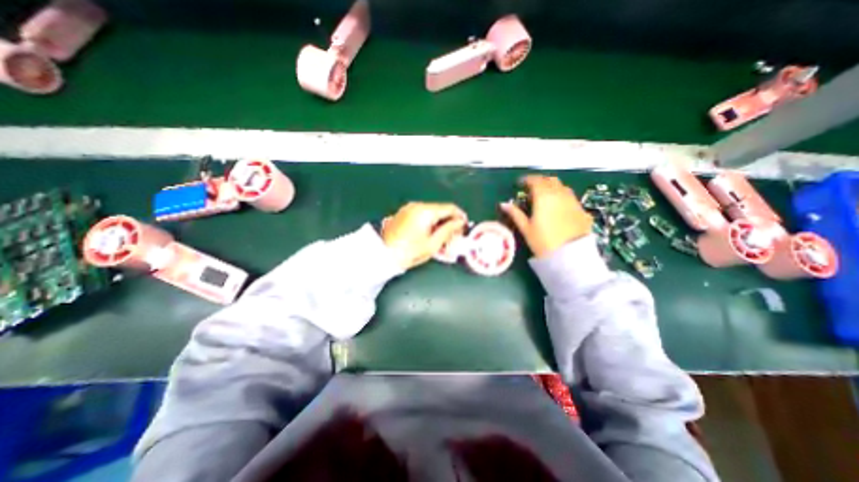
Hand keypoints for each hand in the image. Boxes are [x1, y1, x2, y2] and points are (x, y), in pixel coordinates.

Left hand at [380, 202, 467, 268]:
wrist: (382, 255)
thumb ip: (448, 230)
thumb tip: (459, 222)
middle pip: (440, 209)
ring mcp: (408, 208)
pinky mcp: (403, 214)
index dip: (460, 216)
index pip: (449, 208)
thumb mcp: (433, 244)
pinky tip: (429, 234)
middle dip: (449, 221)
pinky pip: (421, 215)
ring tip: (442, 237)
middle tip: (454, 235)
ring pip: (431, 212)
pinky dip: (429, 222)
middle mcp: (417, 205)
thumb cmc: (409, 252)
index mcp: (426, 211)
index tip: (464, 226)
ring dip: (439, 222)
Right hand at [502, 175, 594, 258]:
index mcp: (544, 196)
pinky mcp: (581, 210)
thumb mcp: (526, 228)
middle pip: (550, 180)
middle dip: (540, 181)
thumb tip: (503, 204)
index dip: (527, 180)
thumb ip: (515, 213)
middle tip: (532, 188)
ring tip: (545, 196)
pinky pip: (570, 197)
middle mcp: (560, 194)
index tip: (520, 183)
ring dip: (552, 187)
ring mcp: (573, 201)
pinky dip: (562, 196)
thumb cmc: (543, 242)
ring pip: (562, 187)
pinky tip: (558, 206)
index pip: (535, 181)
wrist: (570, 255)